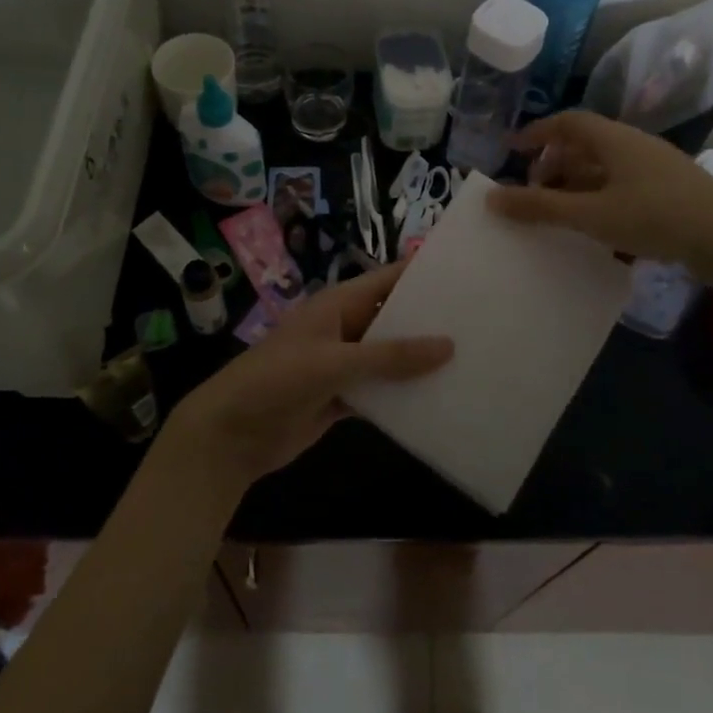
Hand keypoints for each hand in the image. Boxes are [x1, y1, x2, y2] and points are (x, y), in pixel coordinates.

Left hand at [158, 262, 452, 497]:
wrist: (231, 435)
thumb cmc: (277, 381)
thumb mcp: (334, 362)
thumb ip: (390, 356)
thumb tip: (448, 345)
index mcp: (338, 305)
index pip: (387, 281)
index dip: (422, 277)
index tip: (467, 277)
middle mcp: (344, 329)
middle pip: (393, 320)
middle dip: (429, 324)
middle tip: (481, 326)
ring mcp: (343, 365)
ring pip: (389, 359)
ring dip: (419, 364)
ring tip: (472, 363)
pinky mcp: (342, 399)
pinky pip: (380, 393)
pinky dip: (403, 397)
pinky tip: (439, 402)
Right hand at [486, 111, 712, 287]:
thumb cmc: (655, 217)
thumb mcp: (591, 215)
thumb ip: (540, 208)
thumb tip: (491, 198)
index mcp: (615, 140)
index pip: (567, 122)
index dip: (536, 132)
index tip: (512, 150)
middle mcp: (635, 146)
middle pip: (585, 144)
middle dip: (554, 163)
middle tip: (535, 190)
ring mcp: (656, 168)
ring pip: (605, 167)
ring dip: (577, 184)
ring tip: (560, 212)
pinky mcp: (671, 191)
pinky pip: (623, 185)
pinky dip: (600, 198)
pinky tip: (597, 227)